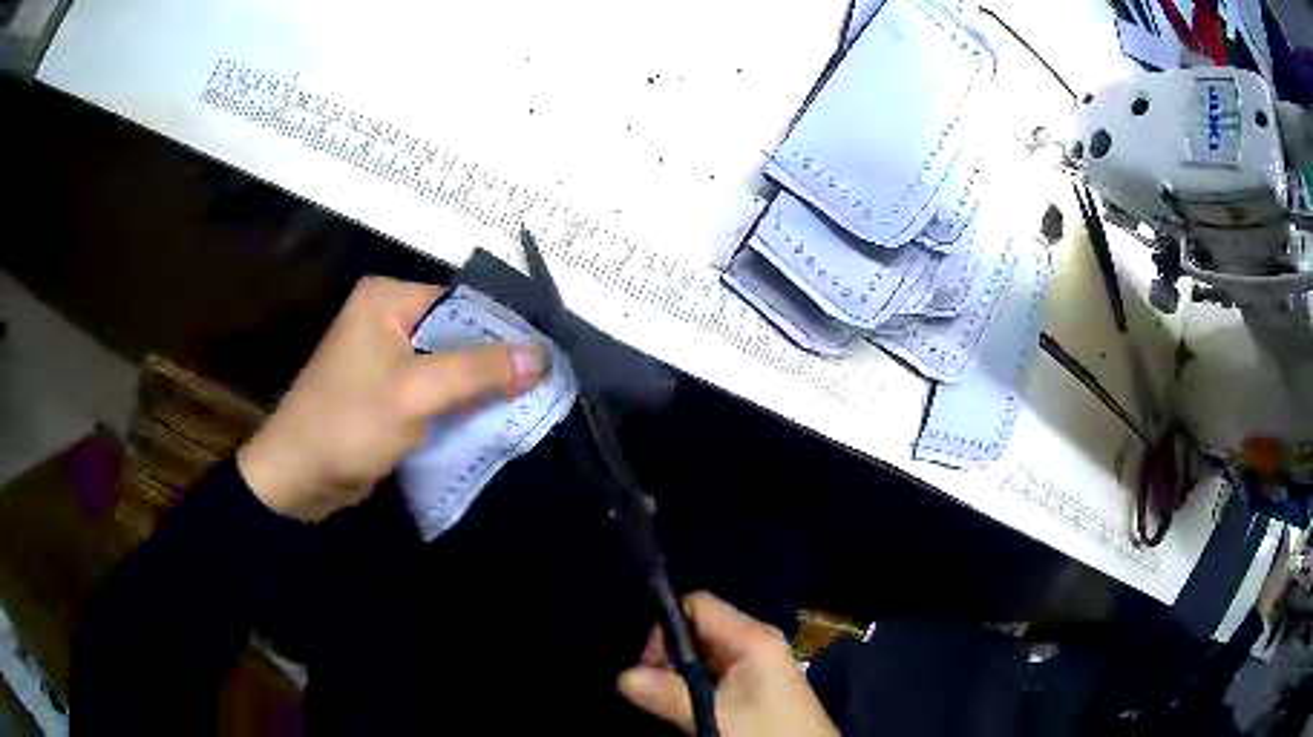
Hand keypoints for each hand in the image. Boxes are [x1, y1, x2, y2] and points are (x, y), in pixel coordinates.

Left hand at [237, 276, 545, 521]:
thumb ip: (479, 371)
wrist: (298, 478)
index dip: (504, 329)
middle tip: (545, 383)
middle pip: (456, 333)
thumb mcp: (416, 392)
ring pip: (447, 364)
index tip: (546, 357)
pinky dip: (459, 404)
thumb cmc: (349, 424)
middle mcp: (386, 318)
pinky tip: (492, 418)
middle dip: (494, 362)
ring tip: (530, 401)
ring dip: (480, 386)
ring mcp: (385, 356)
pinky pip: (434, 389)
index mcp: (387, 299)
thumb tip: (543, 356)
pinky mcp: (386, 390)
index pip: (461, 303)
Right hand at [618, 592, 837, 736]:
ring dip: (680, 674)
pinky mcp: (758, 683)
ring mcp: (759, 662)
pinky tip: (687, 705)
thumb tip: (622, 676)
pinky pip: (716, 671)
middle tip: (653, 688)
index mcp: (753, 636)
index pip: (697, 604)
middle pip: (698, 628)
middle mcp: (756, 640)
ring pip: (704, 653)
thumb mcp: (715, 716)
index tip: (648, 664)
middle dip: (669, 655)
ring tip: (667, 699)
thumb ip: (669, 695)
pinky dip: (696, 684)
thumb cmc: (766, 732)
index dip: (665, 627)